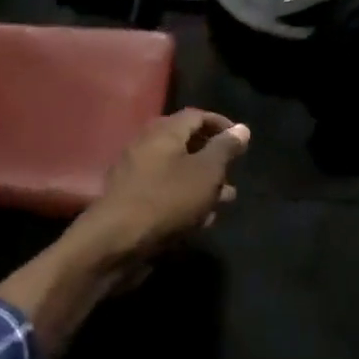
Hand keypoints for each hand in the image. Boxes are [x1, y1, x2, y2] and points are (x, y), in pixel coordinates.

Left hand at [0, 111, 250, 358]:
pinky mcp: (133, 202)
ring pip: (178, 172)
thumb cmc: (167, 200)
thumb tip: (241, 128)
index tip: (243, 142)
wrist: (116, 242)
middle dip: (214, 158)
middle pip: (186, 144)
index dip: (222, 125)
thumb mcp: (206, 172)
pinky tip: (202, 220)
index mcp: (164, 132)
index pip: (197, 116)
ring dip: (204, 184)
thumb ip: (225, 149)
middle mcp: (147, 147)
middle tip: (235, 173)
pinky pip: (166, 194)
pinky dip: (186, 201)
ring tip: (226, 200)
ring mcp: (137, 176)